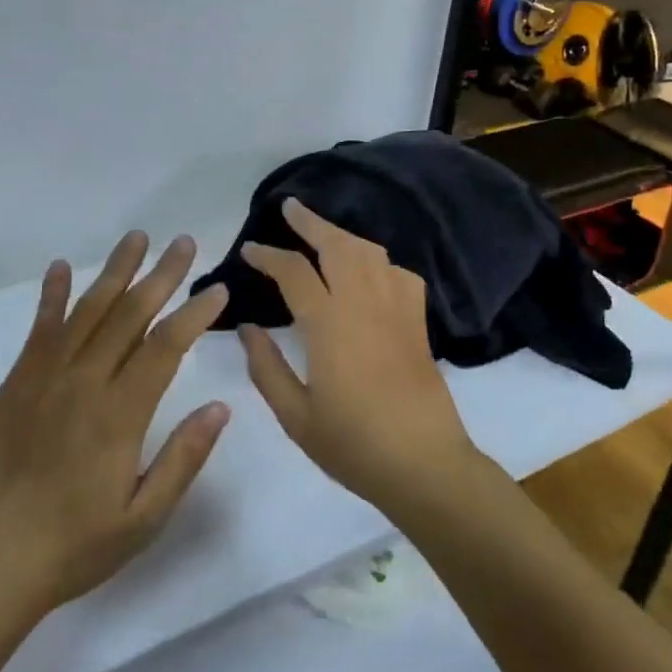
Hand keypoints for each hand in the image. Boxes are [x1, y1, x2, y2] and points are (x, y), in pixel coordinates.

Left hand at [0, 232, 230, 620]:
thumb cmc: (75, 546)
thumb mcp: (143, 518)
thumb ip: (183, 458)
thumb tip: (220, 406)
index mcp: (119, 414)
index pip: (165, 347)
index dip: (194, 314)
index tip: (217, 289)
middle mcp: (83, 383)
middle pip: (129, 315)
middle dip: (160, 275)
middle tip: (183, 242)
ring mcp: (45, 378)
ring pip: (87, 311)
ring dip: (114, 272)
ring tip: (136, 238)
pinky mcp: (16, 383)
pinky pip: (39, 329)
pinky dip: (52, 295)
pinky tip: (61, 269)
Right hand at [238, 198, 478, 511]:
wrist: (424, 464)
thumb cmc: (353, 444)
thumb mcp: (295, 416)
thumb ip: (266, 367)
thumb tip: (247, 328)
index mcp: (329, 324)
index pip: (294, 272)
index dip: (268, 255)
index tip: (249, 249)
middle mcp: (364, 304)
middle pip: (338, 244)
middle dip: (311, 221)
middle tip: (290, 207)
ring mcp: (396, 310)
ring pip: (371, 252)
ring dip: (344, 235)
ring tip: (324, 233)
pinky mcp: (418, 323)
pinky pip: (400, 274)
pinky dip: (380, 263)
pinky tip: (370, 274)